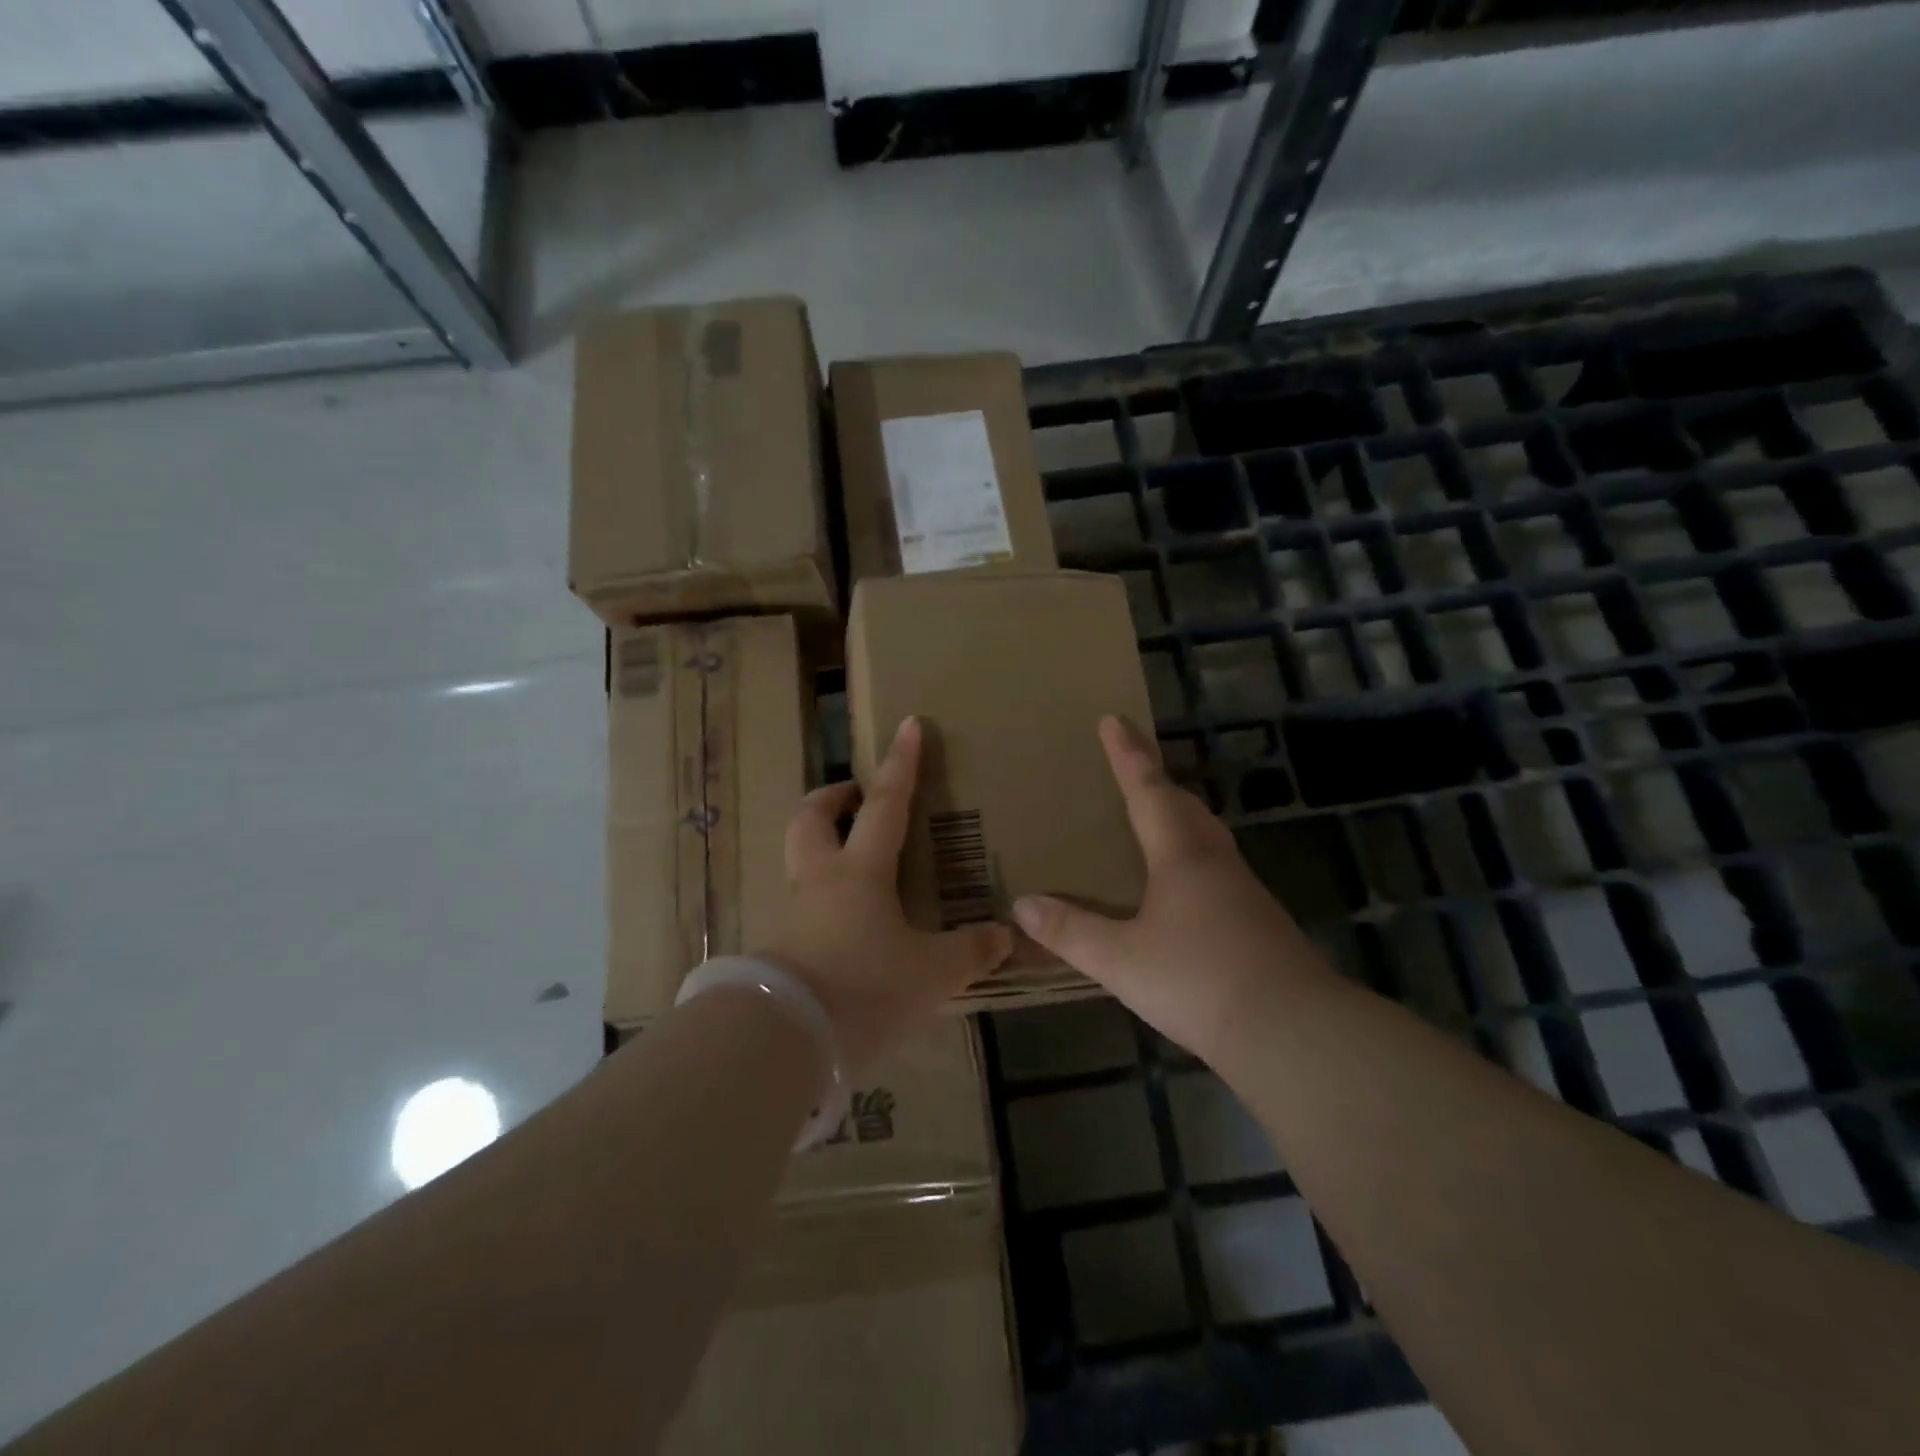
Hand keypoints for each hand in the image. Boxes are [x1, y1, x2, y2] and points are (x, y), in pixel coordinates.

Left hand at [763, 715, 1012, 1074]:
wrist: (783, 1041)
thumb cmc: (864, 988)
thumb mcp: (931, 974)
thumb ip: (969, 952)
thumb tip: (1006, 935)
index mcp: (859, 872)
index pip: (884, 804)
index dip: (900, 764)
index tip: (908, 724)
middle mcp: (820, 882)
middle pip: (812, 819)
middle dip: (832, 798)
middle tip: (854, 796)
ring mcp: (793, 915)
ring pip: (799, 860)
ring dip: (821, 846)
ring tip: (853, 861)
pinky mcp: (780, 951)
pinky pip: (801, 907)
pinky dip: (822, 900)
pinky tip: (846, 926)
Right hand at [1013, 716, 1331, 1059]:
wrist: (1292, 1031)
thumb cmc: (1198, 981)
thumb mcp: (1120, 960)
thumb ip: (1070, 932)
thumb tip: (1022, 905)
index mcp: (1180, 855)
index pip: (1147, 790)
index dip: (1127, 755)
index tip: (1114, 719)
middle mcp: (1214, 862)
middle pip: (1184, 806)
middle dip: (1156, 781)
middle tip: (1134, 767)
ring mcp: (1244, 892)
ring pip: (1206, 836)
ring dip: (1179, 816)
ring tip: (1157, 818)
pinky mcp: (1259, 922)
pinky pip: (1217, 868)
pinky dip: (1193, 856)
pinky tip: (1184, 887)